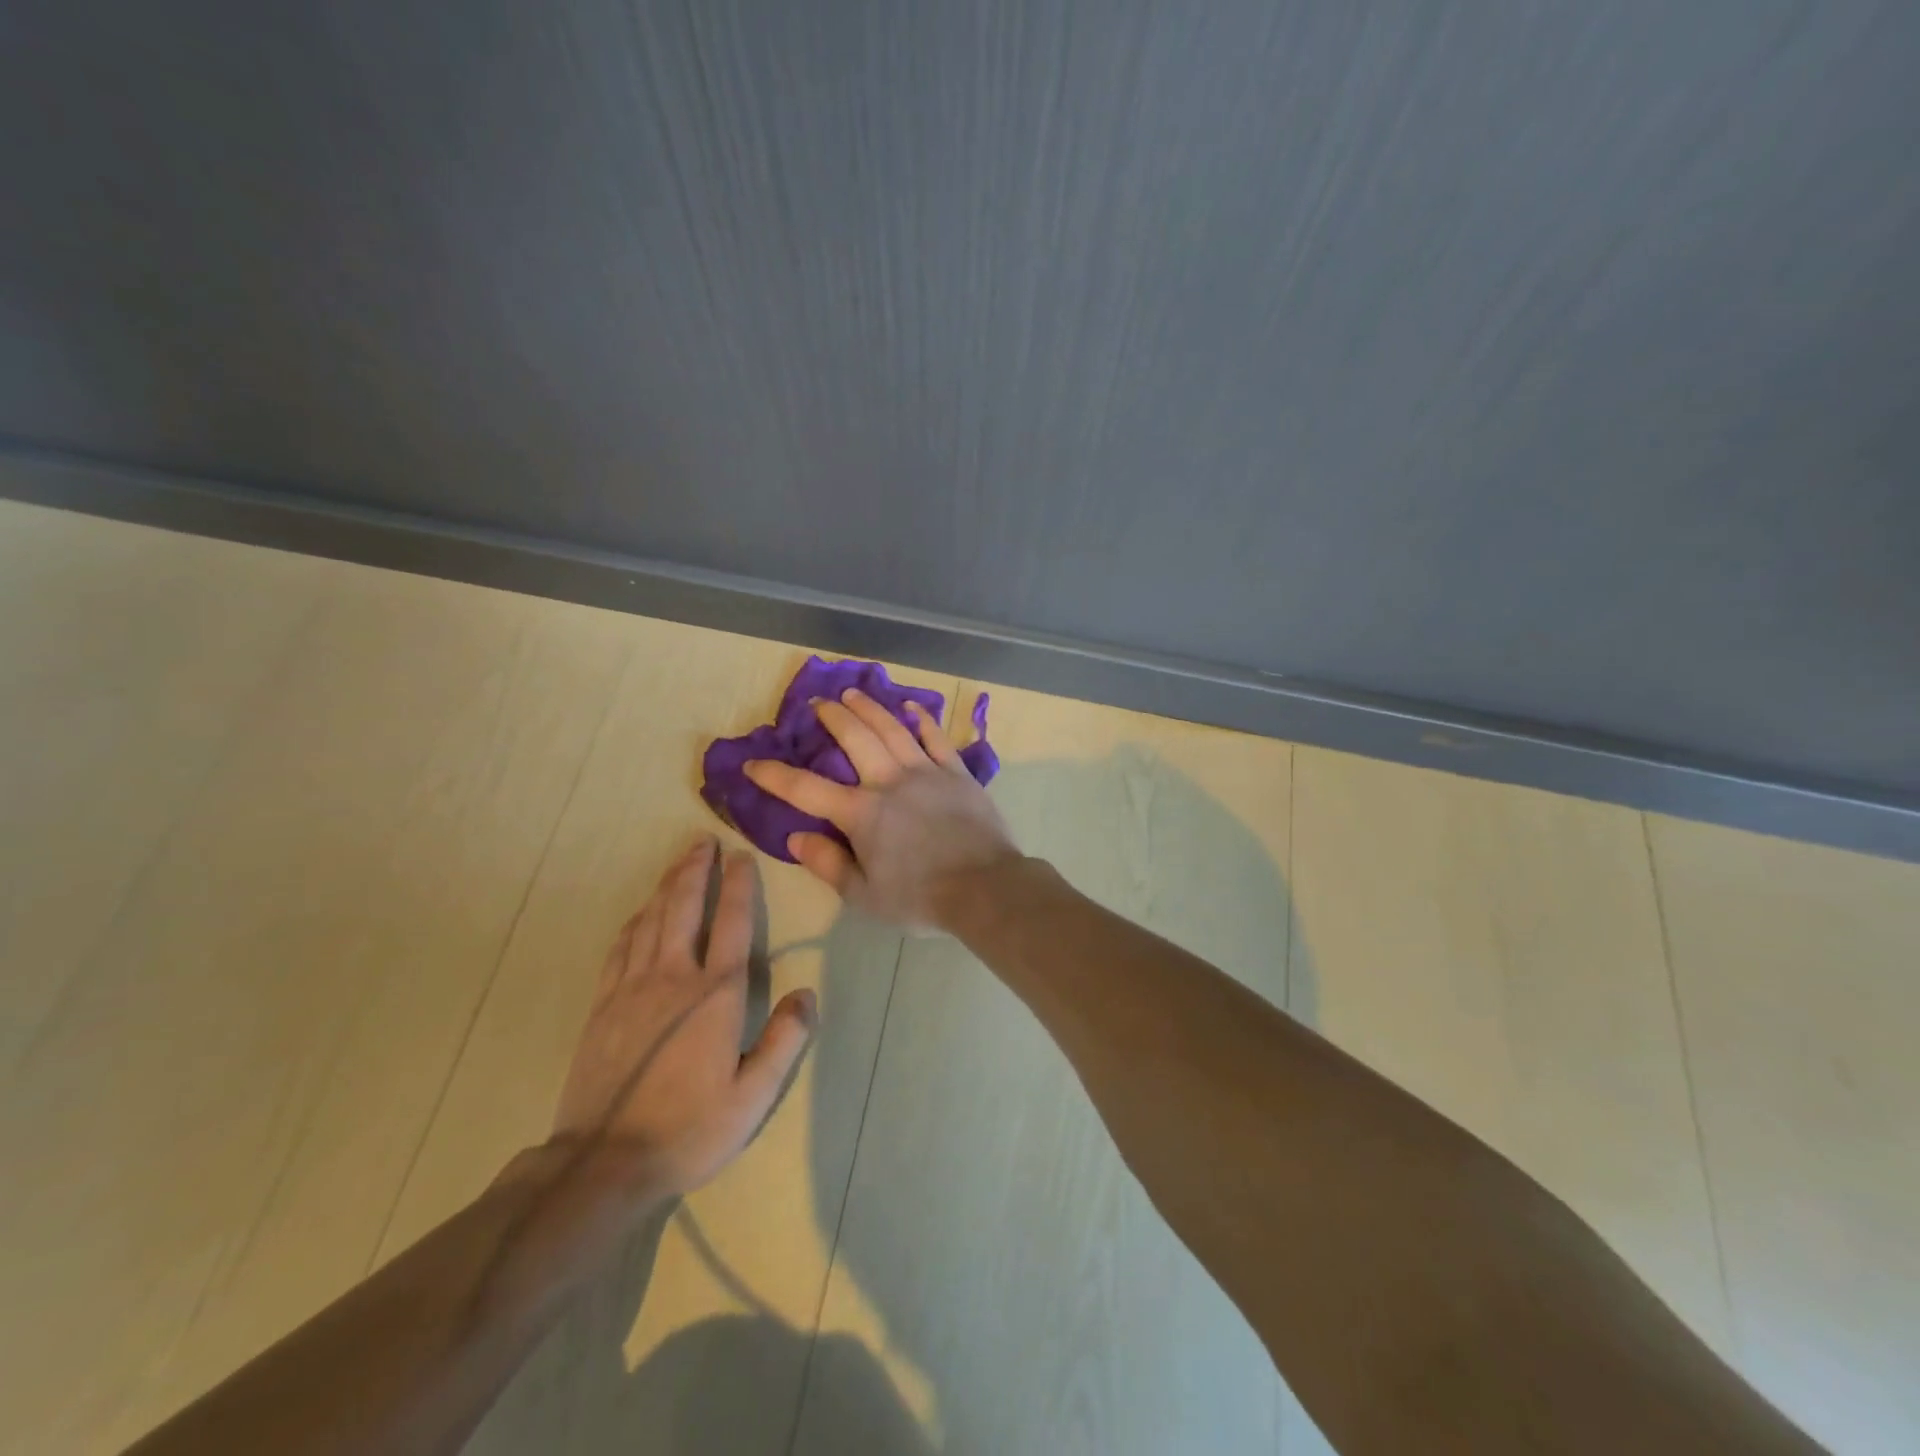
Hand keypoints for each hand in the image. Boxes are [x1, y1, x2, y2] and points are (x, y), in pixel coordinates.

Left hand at [550, 840, 816, 1196]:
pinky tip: (642, 913)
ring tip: (679, 862)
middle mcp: (674, 978)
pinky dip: (636, 921)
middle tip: (702, 841)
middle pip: (685, 908)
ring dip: (667, 886)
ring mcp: (632, 988)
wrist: (603, 1163)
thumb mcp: (752, 1096)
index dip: (738, 885)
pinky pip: (621, 947)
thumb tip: (808, 994)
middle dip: (695, 870)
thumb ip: (785, 1041)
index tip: (740, 856)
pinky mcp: (604, 1005)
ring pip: (652, 920)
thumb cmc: (689, 1129)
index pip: (731, 923)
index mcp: (715, 995)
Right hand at [744, 688, 1020, 928]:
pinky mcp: (957, 773)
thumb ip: (828, 864)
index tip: (753, 764)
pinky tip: (911, 708)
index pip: (806, 790)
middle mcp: (889, 782)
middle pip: (855, 739)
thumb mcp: (865, 895)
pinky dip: (922, 720)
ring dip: (870, 709)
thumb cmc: (921, 898)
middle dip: (832, 718)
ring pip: (892, 729)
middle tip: (817, 703)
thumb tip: (796, 837)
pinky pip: (936, 739)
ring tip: (852, 694)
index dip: (775, 776)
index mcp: (861, 814)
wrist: (985, 888)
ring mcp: (926, 772)